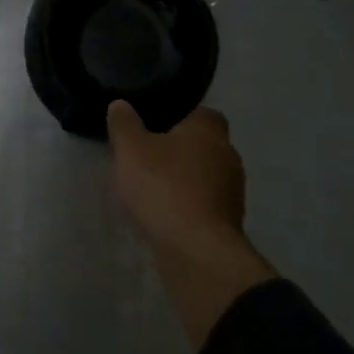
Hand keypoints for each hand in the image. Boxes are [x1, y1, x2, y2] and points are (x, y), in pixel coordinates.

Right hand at [107, 102, 245, 254]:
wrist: (195, 249)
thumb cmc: (163, 187)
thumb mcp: (130, 149)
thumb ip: (124, 124)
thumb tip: (121, 104)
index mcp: (209, 129)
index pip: (198, 112)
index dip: (176, 117)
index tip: (151, 126)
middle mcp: (228, 154)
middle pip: (200, 144)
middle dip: (177, 150)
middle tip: (145, 157)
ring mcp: (232, 191)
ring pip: (202, 175)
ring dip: (181, 180)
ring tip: (150, 188)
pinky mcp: (227, 221)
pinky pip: (202, 203)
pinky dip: (185, 205)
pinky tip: (162, 213)